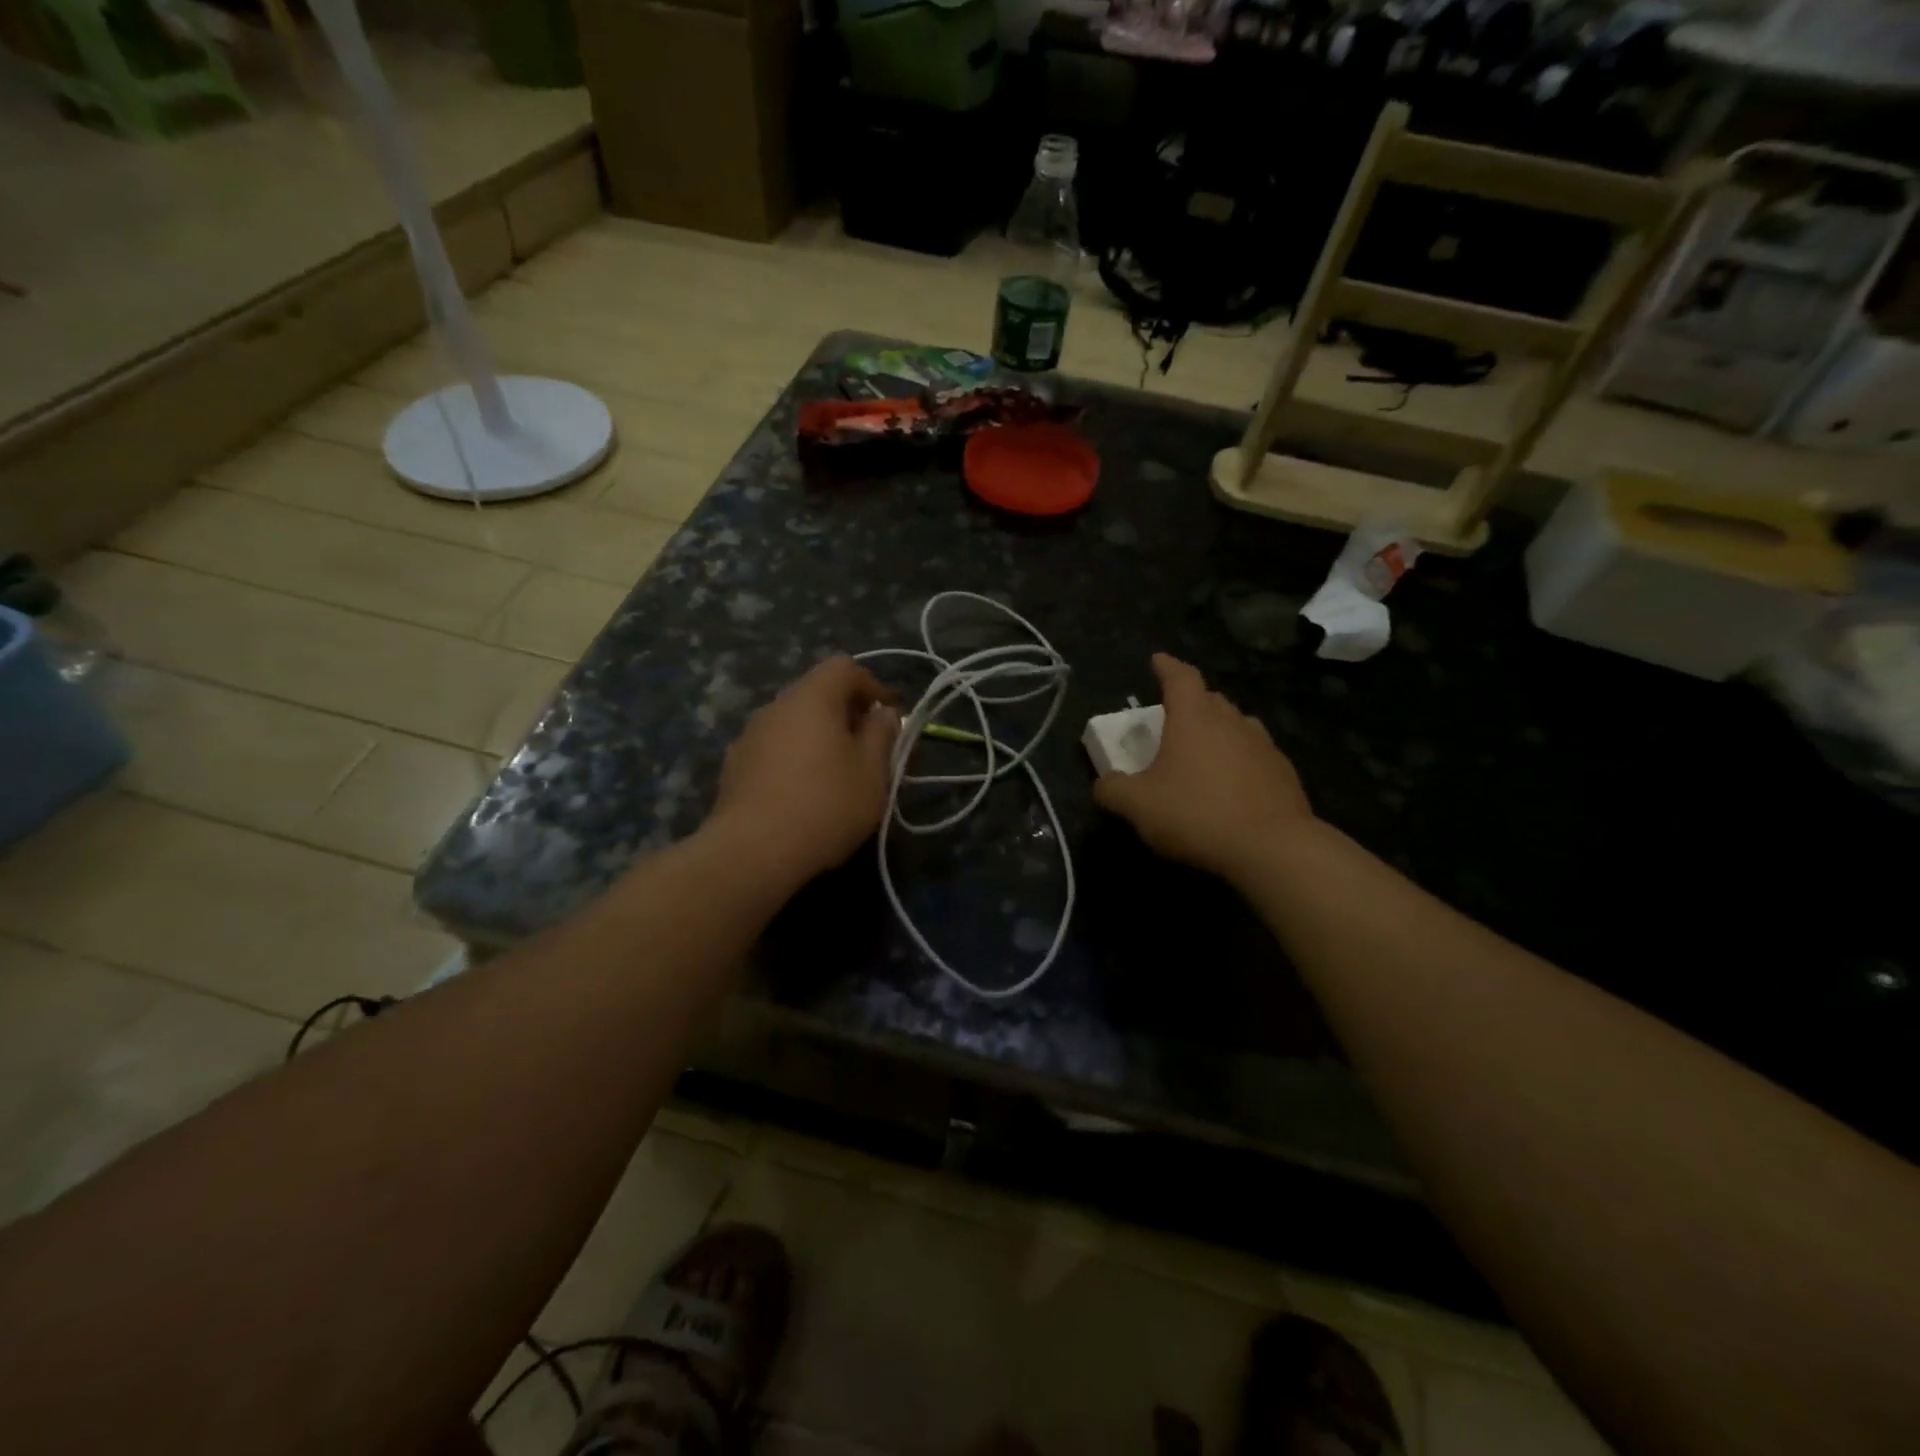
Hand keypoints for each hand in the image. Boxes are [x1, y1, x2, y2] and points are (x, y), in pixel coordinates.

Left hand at [707, 656, 899, 890]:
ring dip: (819, 736)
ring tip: (838, 772)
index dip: (872, 685)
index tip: (890, 716)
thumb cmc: (825, 805)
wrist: (752, 851)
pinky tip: (804, 792)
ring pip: (794, 722)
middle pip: (817, 692)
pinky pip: (775, 747)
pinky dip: (796, 756)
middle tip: (869, 746)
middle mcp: (776, 706)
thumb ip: (882, 734)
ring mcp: (749, 735)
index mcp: (812, 698)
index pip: (844, 667)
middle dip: (847, 712)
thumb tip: (883, 713)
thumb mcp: (873, 772)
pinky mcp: (734, 765)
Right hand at [1093, 654, 1313, 881]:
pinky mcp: (1283, 774)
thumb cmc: (1197, 814)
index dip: (1167, 666)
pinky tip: (1231, 784)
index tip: (1158, 660)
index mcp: (1194, 719)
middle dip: (1191, 702)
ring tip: (1203, 750)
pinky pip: (1255, 755)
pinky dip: (1239, 760)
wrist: (1272, 848)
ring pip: (1237, 725)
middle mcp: (1231, 723)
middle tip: (1174, 716)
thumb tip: (1103, 783)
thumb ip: (1113, 790)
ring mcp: (1263, 746)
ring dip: (1218, 730)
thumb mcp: (1138, 806)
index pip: (1180, 677)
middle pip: (1211, 699)